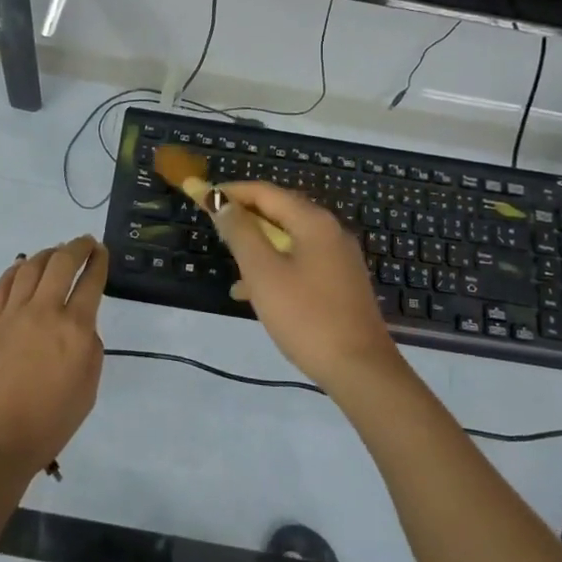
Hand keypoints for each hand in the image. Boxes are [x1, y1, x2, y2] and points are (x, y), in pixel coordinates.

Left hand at [0, 236, 107, 483]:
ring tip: (55, 252)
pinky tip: (22, 267)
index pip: (91, 281)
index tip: (102, 252)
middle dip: (77, 246)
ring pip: (31, 266)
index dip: (99, 261)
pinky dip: (16, 269)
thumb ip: (89, 348)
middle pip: (62, 262)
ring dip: (47, 254)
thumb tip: (80, 324)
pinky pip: (3, 283)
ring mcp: (12, 313)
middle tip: (85, 243)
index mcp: (75, 329)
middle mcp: (44, 311)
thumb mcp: (88, 389)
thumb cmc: (48, 424)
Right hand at [209, 181, 407, 395]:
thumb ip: (240, 233)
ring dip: (258, 244)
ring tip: (229, 261)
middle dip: (244, 216)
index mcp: (313, 221)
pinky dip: (275, 266)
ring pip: (289, 238)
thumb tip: (222, 203)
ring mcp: (339, 257)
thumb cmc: (306, 316)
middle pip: (279, 211)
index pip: (265, 192)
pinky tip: (253, 292)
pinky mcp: (341, 282)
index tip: (200, 195)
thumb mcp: (263, 273)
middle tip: (213, 224)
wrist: (360, 370)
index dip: (230, 192)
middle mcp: (330, 230)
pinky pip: (300, 261)